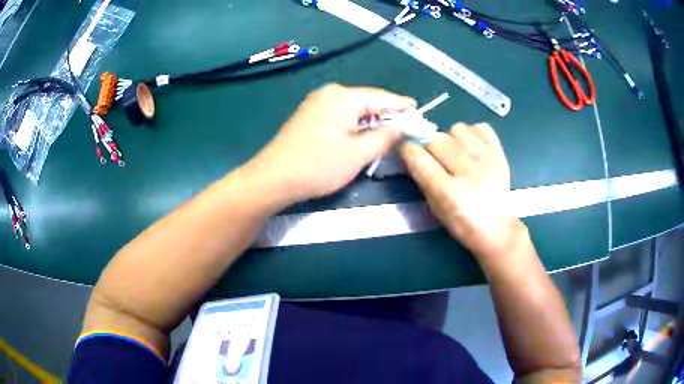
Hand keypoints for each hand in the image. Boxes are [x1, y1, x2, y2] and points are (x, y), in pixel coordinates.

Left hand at [247, 84, 415, 201]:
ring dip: (371, 122)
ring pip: (354, 110)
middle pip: (367, 102)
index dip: (403, 106)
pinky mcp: (309, 116)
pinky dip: (355, 126)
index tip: (420, 112)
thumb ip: (385, 137)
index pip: (382, 97)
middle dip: (387, 115)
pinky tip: (362, 137)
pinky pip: (340, 116)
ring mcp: (316, 103)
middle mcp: (329, 93)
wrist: (273, 178)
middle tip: (407, 129)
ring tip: (389, 135)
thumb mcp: (358, 153)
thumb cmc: (318, 165)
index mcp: (343, 96)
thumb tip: (401, 127)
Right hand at [399, 123, 524, 259]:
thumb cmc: (462, 224)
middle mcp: (469, 173)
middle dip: (430, 146)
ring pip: (457, 129)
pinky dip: (473, 134)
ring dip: (451, 138)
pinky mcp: (500, 153)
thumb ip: (423, 180)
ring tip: (457, 152)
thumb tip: (411, 153)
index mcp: (450, 193)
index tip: (407, 151)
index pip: (419, 158)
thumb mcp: (435, 209)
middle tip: (436, 158)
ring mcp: (488, 160)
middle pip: (436, 139)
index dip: (408, 150)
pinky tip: (472, 148)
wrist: (497, 228)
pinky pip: (480, 127)